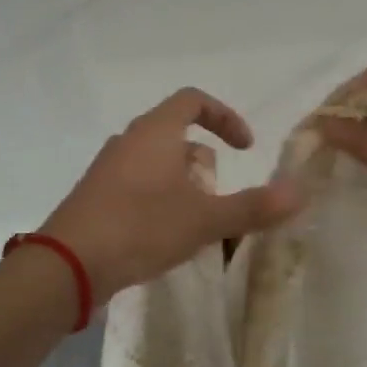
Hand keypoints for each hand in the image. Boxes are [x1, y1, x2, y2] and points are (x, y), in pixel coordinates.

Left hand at [41, 88, 302, 303]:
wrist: (66, 265)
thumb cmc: (140, 228)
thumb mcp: (204, 219)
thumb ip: (253, 206)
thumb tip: (300, 193)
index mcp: (155, 132)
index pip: (194, 100)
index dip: (225, 117)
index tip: (244, 147)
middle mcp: (129, 141)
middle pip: (176, 134)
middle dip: (205, 162)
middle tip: (217, 195)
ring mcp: (107, 169)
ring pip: (156, 162)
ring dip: (182, 183)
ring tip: (195, 220)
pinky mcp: (95, 196)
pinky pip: (136, 184)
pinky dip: (159, 198)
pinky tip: (164, 236)